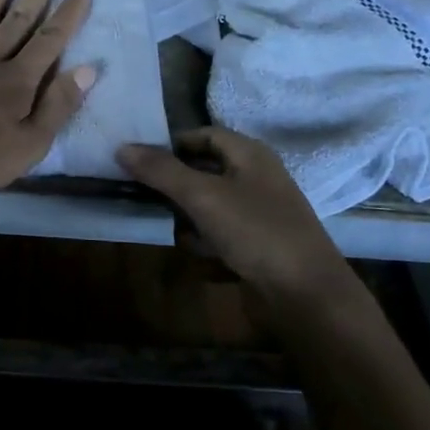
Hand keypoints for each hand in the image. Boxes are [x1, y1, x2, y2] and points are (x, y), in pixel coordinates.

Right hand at [118, 127, 369, 329]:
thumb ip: (161, 171)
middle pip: (205, 168)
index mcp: (250, 154)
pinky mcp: (259, 242)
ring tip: (168, 224)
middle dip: (174, 181)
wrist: (306, 295)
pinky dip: (205, 237)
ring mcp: (259, 211)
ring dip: (187, 213)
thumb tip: (122, 147)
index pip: (203, 134)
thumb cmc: (256, 232)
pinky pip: (221, 230)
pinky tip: (196, 250)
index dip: (172, 143)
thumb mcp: (203, 196)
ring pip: (210, 202)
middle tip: (142, 192)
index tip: (140, 160)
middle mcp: (256, 176)